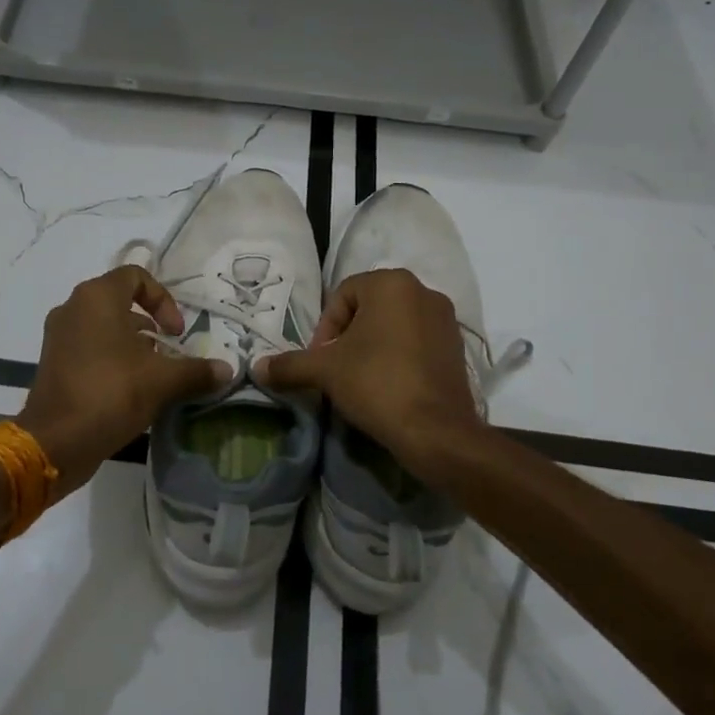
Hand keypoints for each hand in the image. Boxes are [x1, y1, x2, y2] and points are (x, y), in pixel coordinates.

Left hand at [17, 266, 229, 496]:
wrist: (55, 442)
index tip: (176, 332)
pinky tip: (130, 386)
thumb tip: (228, 370)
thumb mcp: (162, 381)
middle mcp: (73, 307)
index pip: (136, 276)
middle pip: (119, 300)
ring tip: (153, 370)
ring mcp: (58, 335)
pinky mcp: (52, 360)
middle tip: (169, 349)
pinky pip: (88, 345)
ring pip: (104, 324)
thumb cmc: (111, 394)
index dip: (163, 299)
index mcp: (97, 298)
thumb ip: (196, 371)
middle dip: (150, 322)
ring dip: (132, 341)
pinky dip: (111, 355)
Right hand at [255, 269, 484, 478]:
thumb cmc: (377, 384)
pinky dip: (398, 357)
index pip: (342, 296)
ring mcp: (445, 319)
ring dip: (372, 346)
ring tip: (360, 379)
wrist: (436, 431)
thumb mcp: (325, 372)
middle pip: (369, 308)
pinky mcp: (457, 347)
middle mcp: (423, 291)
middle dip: (348, 337)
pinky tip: (388, 386)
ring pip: (394, 325)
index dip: (324, 329)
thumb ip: (290, 364)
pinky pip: (417, 342)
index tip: (320, 361)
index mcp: (392, 283)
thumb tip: (257, 367)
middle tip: (336, 369)